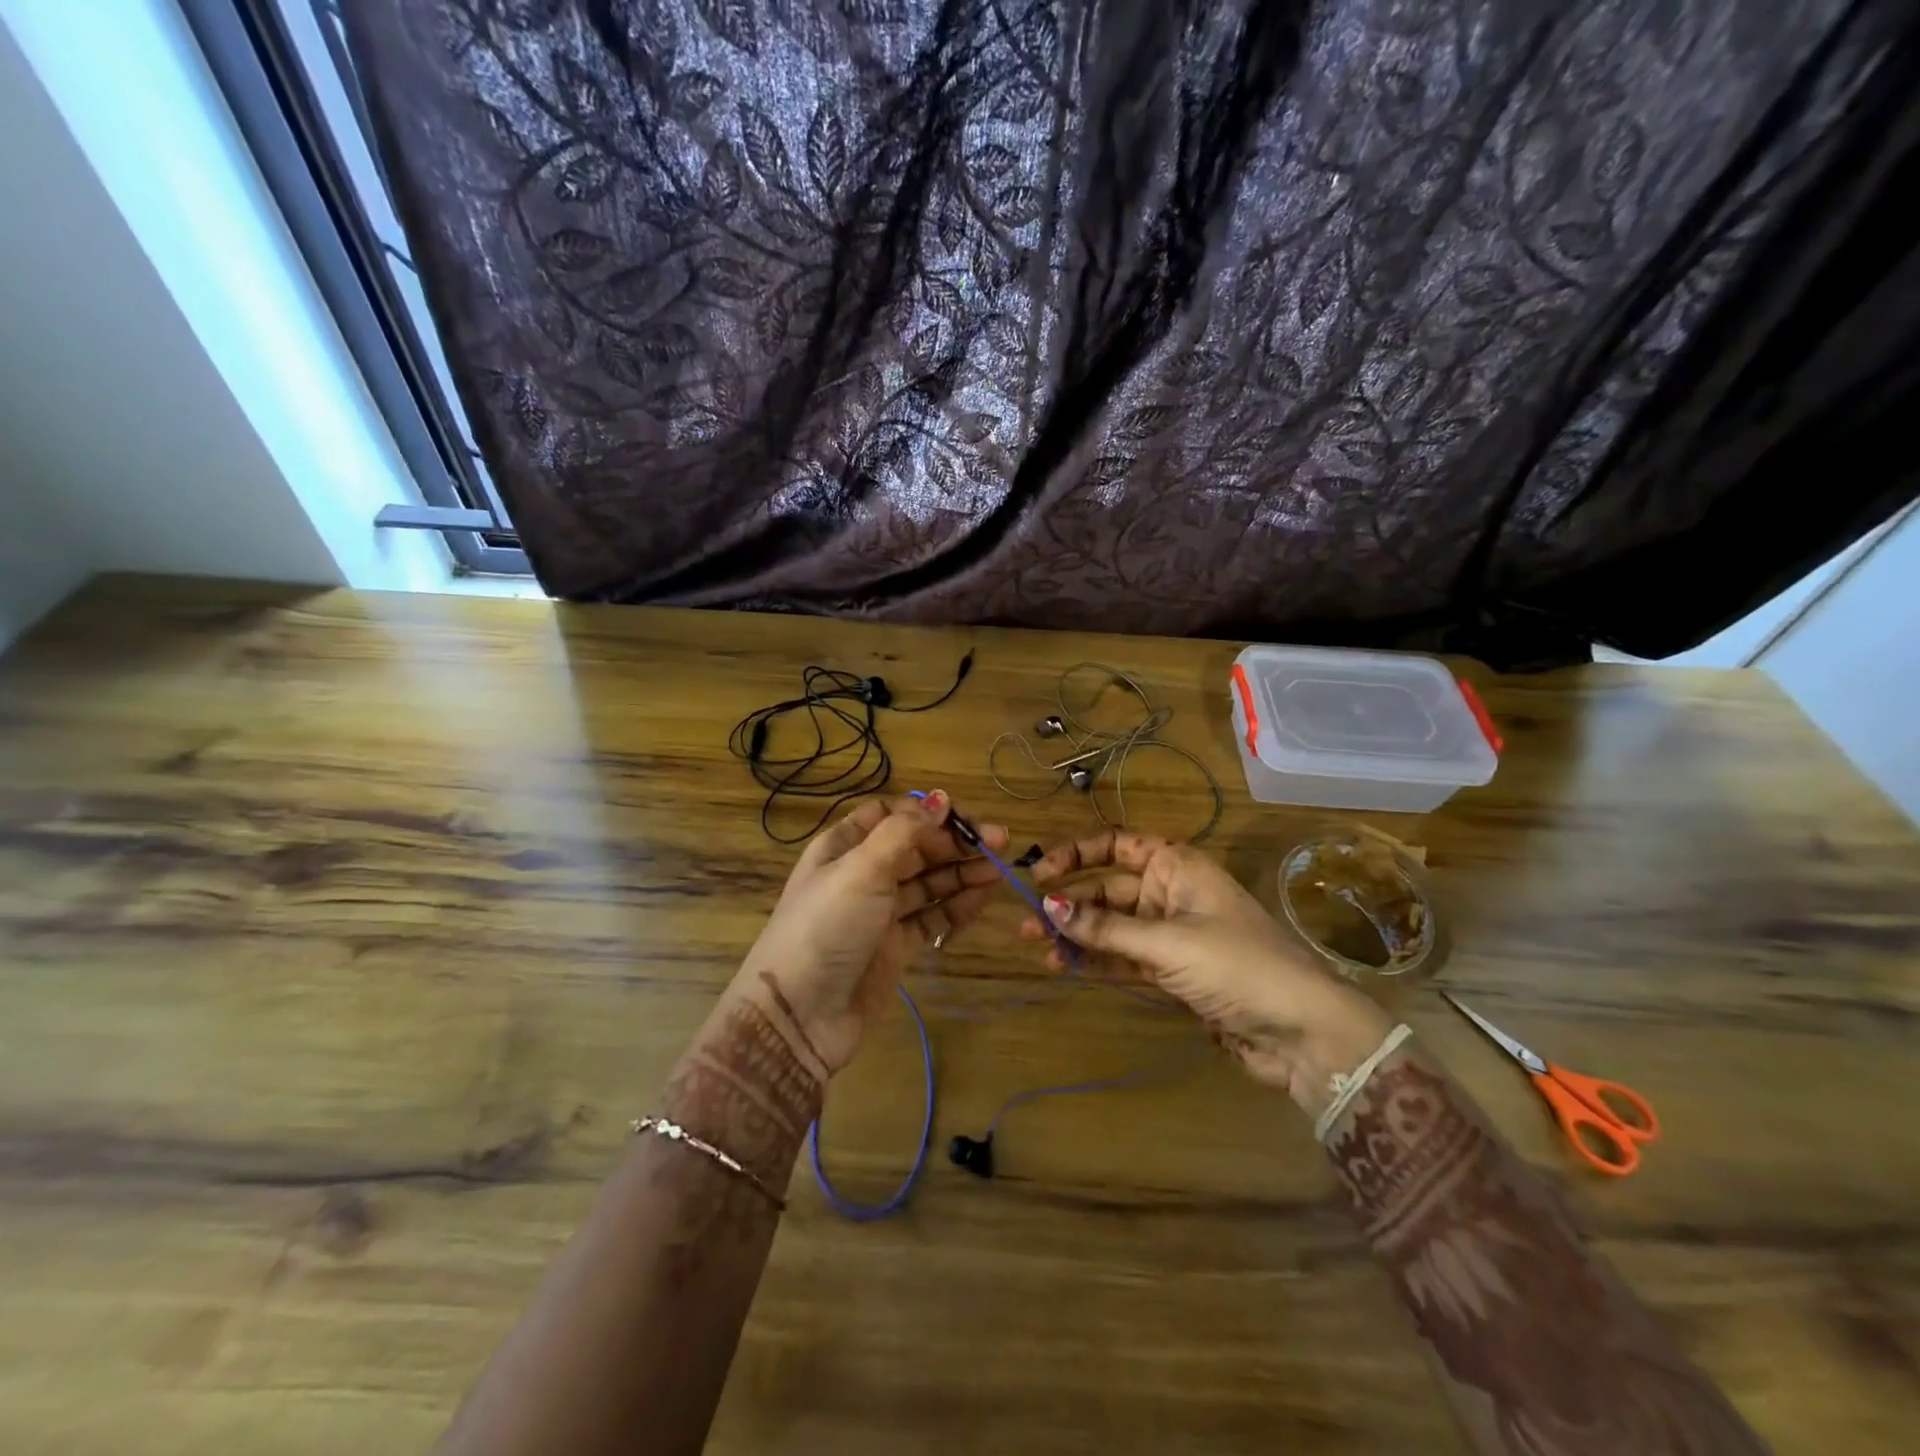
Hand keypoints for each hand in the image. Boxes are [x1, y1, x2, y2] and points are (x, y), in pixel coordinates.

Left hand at [733, 791, 1008, 1075]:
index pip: (891, 815)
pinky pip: (932, 916)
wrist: (799, 1015)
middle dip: (955, 842)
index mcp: (843, 846)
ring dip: (962, 872)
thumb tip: (941, 800)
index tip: (962, 817)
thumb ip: (904, 831)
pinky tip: (983, 895)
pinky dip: (957, 904)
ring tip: (1000, 869)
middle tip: (999, 842)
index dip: (927, 813)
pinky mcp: (896, 946)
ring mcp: (880, 912)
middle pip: (916, 848)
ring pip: (928, 882)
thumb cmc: (826, 926)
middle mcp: (863, 873)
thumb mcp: (861, 869)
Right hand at [1018, 830, 1392, 1114]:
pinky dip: (1095, 961)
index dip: (1076, 854)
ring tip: (1036, 946)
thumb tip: (1047, 904)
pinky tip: (1063, 966)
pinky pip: (1123, 957)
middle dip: (1069, 903)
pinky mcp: (1171, 971)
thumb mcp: (1168, 942)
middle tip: (1025, 920)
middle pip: (1108, 889)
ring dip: (1076, 935)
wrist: (1302, 1033)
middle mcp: (1171, 892)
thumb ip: (1106, 928)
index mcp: (1177, 866)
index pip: (1116, 846)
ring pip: (1112, 926)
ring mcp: (1171, 933)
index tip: (1039, 873)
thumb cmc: (1238, 966)